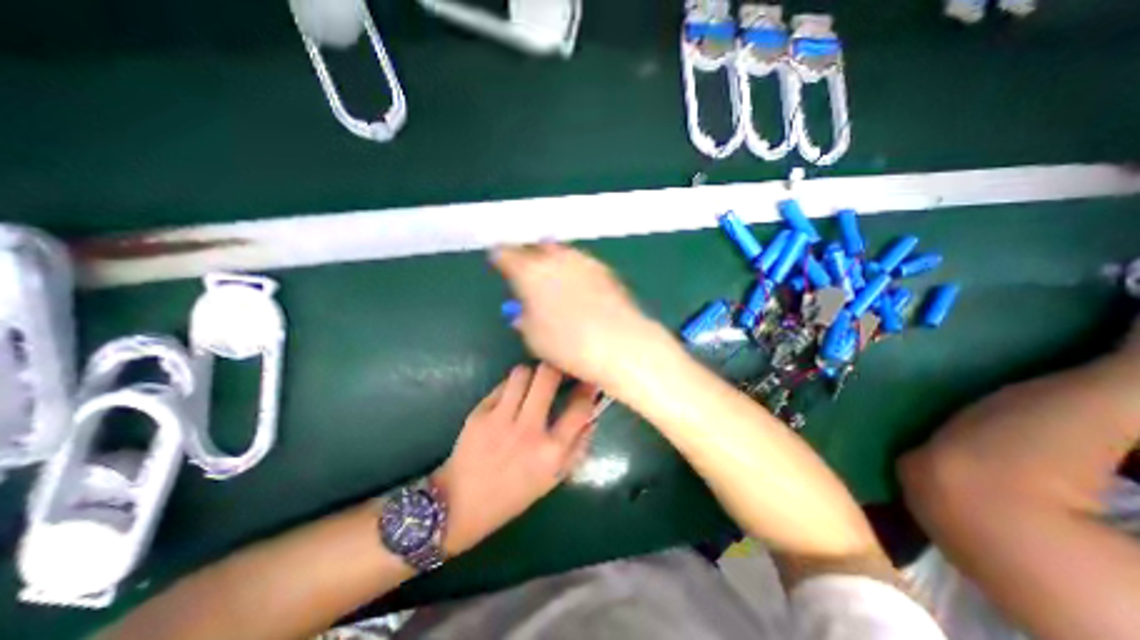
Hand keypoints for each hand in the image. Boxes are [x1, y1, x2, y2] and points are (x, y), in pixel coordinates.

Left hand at [434, 362, 596, 557]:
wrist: (461, 503)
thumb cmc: (514, 494)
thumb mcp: (554, 478)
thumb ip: (578, 447)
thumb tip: (592, 415)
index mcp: (551, 451)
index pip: (580, 408)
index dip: (588, 389)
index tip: (588, 380)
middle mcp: (528, 430)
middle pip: (548, 376)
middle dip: (557, 368)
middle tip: (559, 371)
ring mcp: (501, 418)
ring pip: (522, 373)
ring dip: (532, 373)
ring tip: (533, 382)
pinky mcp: (480, 412)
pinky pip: (503, 385)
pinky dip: (512, 386)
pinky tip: (512, 396)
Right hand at [494, 243, 668, 383]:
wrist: (620, 343)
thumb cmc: (568, 344)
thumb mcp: (534, 337)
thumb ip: (524, 318)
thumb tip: (523, 311)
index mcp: (530, 272)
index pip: (506, 254)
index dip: (500, 256)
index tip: (498, 260)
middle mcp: (556, 259)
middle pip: (536, 247)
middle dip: (528, 254)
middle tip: (526, 268)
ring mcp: (583, 261)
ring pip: (561, 251)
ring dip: (552, 259)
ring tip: (552, 275)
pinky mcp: (604, 270)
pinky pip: (581, 262)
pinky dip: (574, 268)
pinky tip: (577, 284)